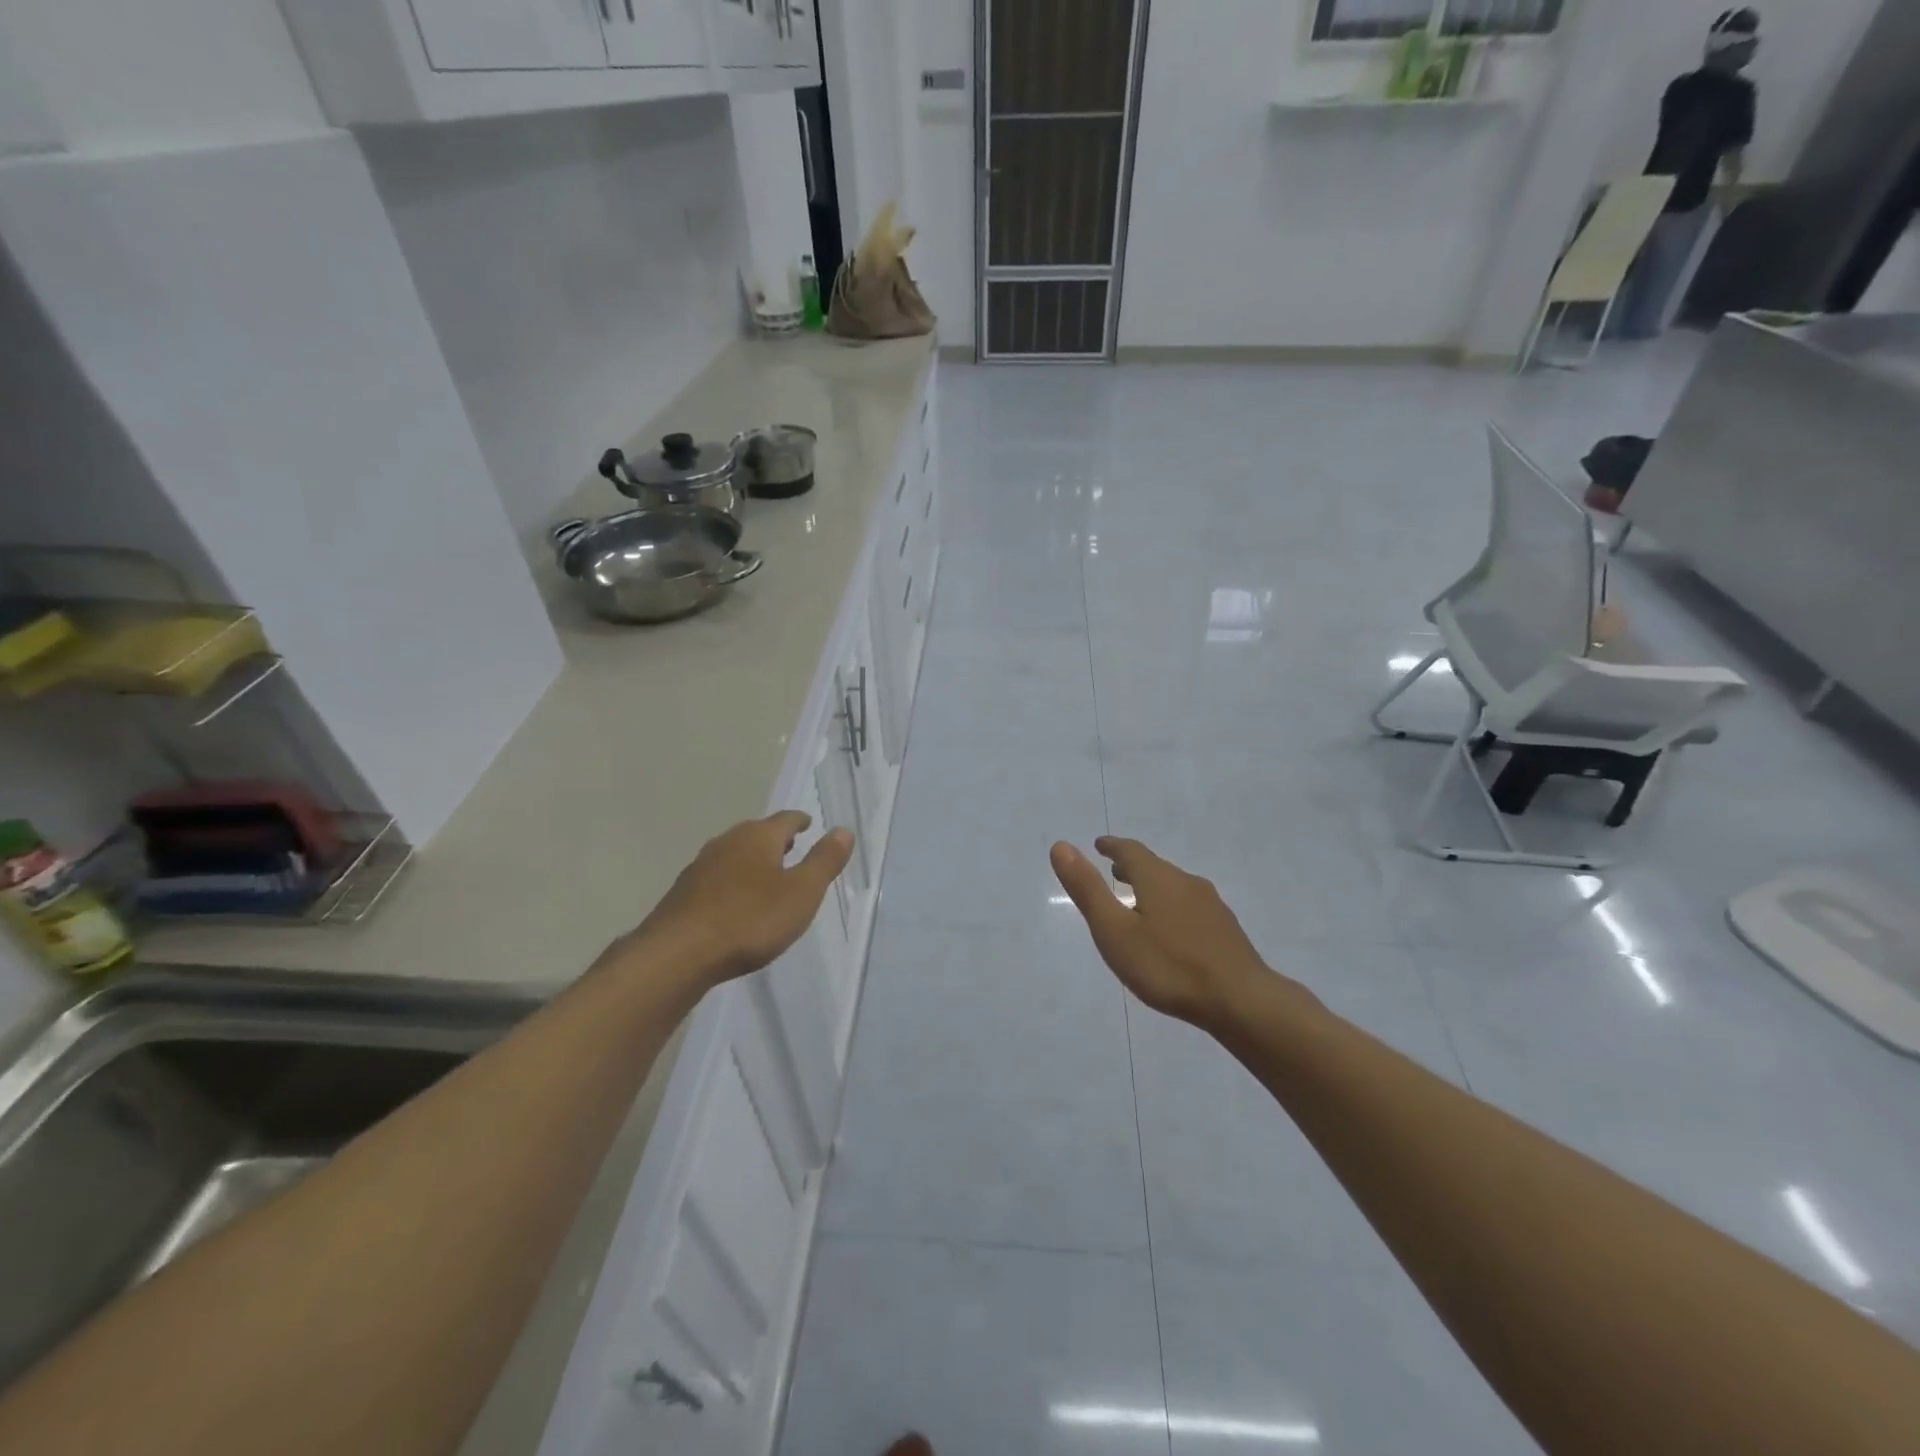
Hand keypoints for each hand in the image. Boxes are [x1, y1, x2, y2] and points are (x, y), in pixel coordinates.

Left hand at [614, 812, 854, 991]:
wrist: (678, 954)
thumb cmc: (750, 920)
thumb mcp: (802, 893)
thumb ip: (824, 861)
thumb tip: (843, 830)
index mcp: (759, 837)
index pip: (786, 820)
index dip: (800, 821)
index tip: (809, 824)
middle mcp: (727, 843)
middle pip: (756, 834)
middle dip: (775, 840)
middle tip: (791, 848)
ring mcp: (701, 867)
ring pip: (734, 855)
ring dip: (751, 861)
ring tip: (766, 875)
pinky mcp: (683, 893)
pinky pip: (717, 878)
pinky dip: (732, 882)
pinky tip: (735, 903)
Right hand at [1050, 836, 1285, 1026]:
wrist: (1241, 1000)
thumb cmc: (1168, 966)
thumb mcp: (1114, 931)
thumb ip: (1088, 889)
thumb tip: (1061, 846)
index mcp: (1158, 879)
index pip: (1130, 851)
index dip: (1112, 846)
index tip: (1099, 845)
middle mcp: (1186, 883)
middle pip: (1155, 867)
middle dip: (1132, 866)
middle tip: (1114, 872)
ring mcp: (1211, 906)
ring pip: (1174, 887)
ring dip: (1153, 887)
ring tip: (1138, 901)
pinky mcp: (1225, 930)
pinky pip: (1190, 907)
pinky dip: (1171, 907)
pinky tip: (1172, 932)